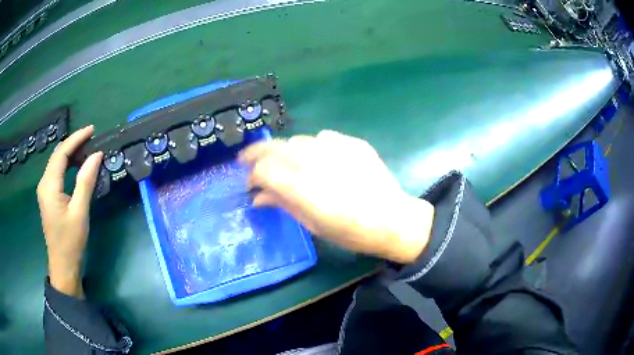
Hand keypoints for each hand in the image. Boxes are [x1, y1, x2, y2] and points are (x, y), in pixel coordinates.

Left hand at [36, 126, 102, 296]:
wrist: (63, 266)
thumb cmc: (71, 241)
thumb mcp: (80, 212)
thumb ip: (86, 181)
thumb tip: (96, 155)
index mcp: (49, 185)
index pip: (61, 153)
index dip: (76, 138)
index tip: (92, 130)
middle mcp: (44, 183)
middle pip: (57, 155)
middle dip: (73, 143)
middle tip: (91, 138)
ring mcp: (45, 190)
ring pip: (56, 163)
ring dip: (70, 153)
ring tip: (86, 149)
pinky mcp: (48, 197)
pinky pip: (57, 173)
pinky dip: (67, 164)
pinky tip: (76, 166)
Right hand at [240, 130, 433, 263]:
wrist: (393, 219)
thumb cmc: (351, 232)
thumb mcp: (312, 225)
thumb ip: (283, 204)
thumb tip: (258, 197)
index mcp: (302, 187)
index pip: (263, 170)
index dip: (252, 176)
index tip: (249, 185)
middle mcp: (315, 161)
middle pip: (275, 147)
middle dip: (256, 152)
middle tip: (246, 159)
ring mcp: (335, 148)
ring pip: (297, 140)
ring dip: (284, 150)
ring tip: (282, 161)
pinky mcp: (351, 142)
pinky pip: (322, 138)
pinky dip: (312, 147)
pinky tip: (317, 158)